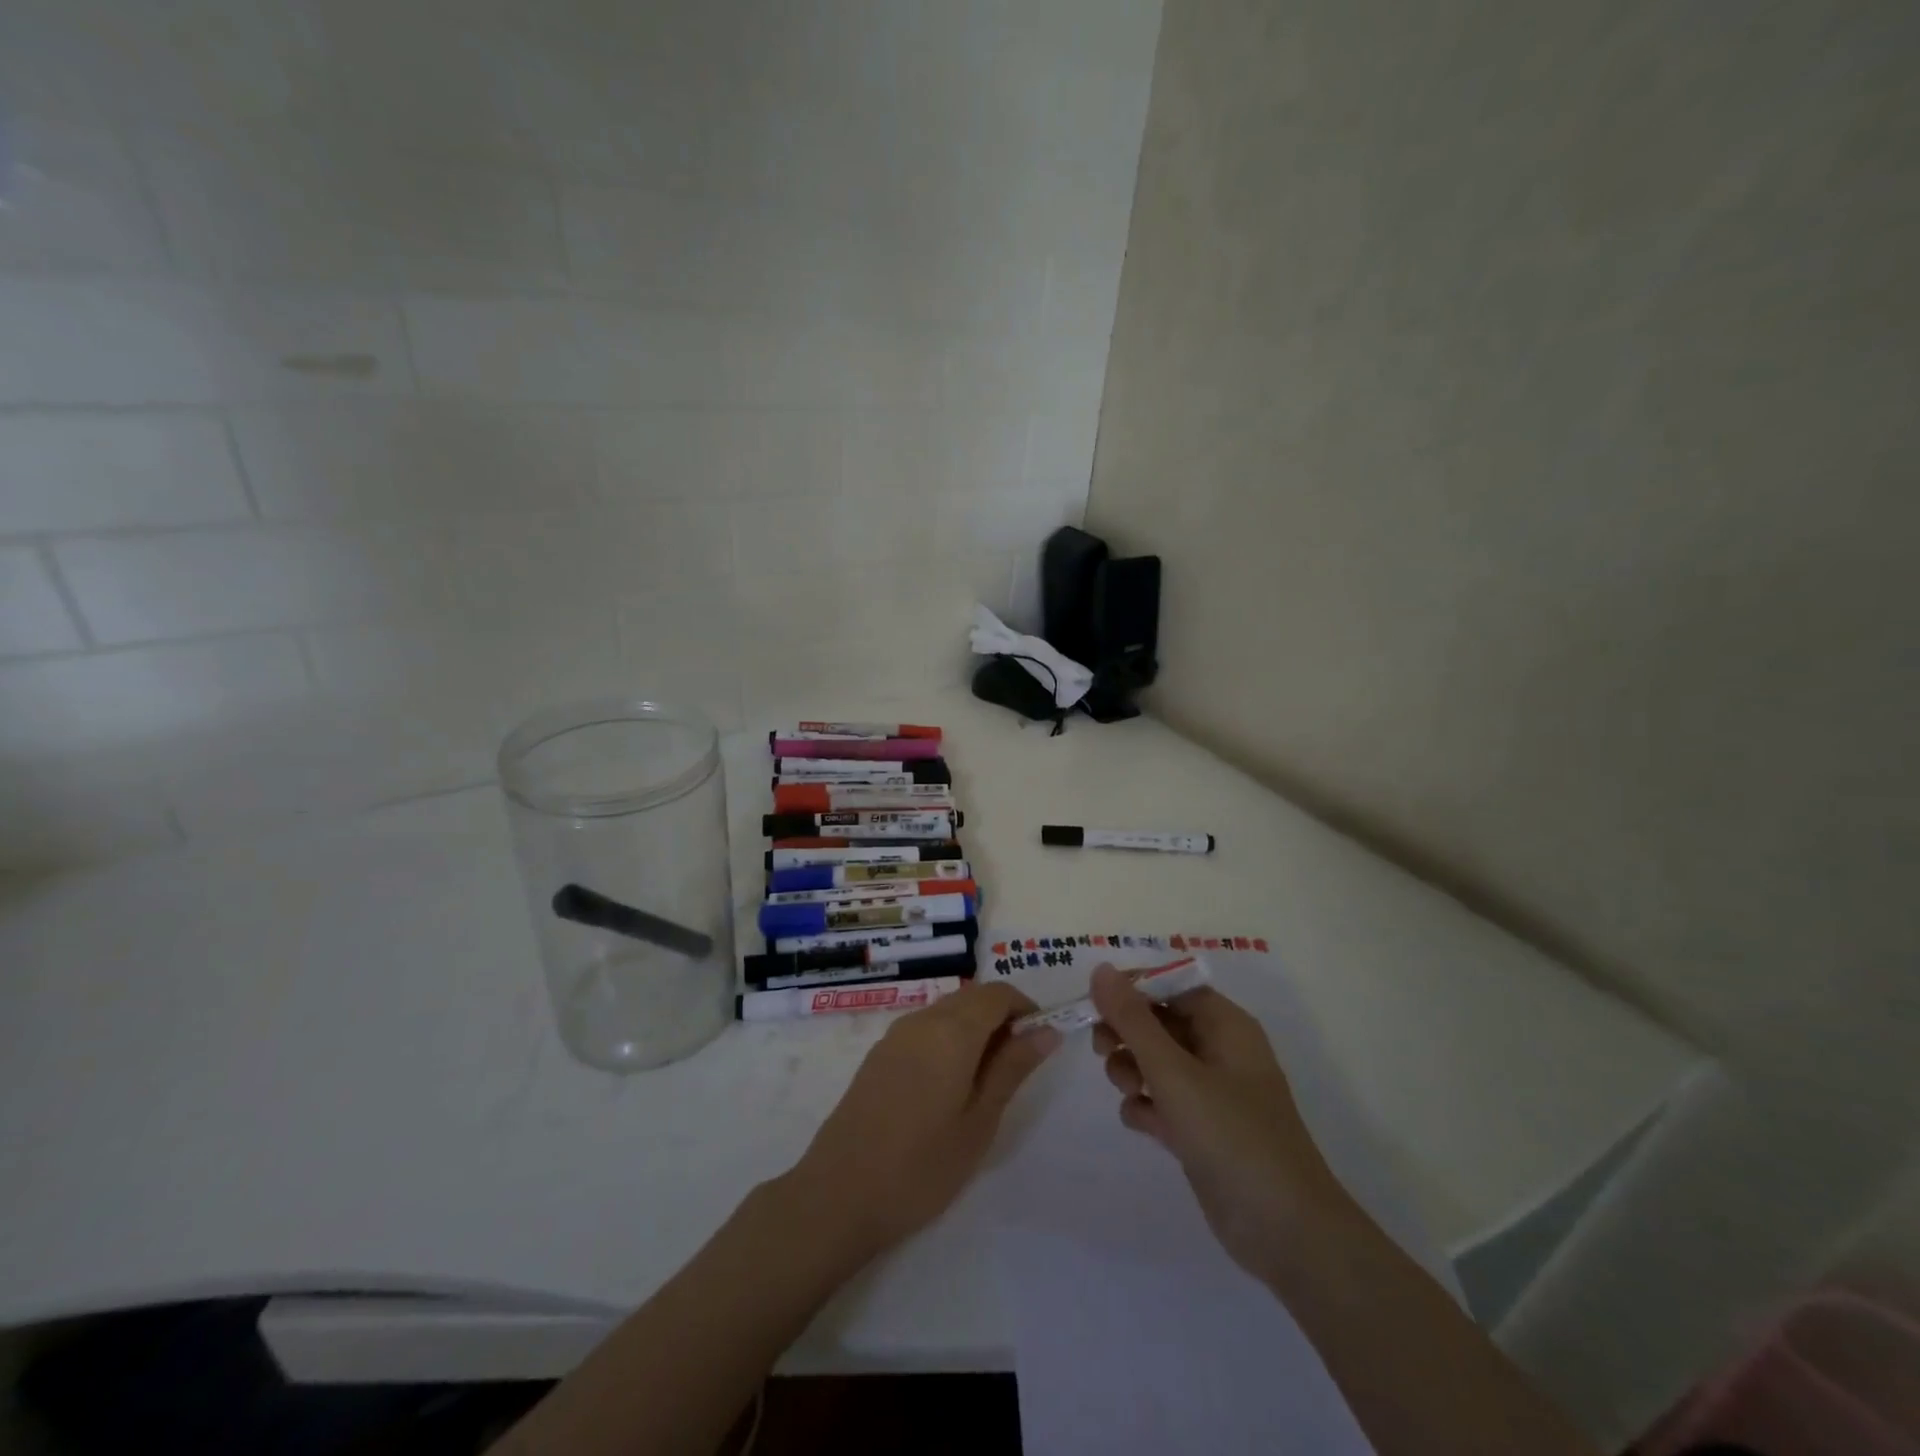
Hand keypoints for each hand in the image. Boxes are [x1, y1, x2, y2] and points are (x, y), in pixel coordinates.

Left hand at [785, 981, 1060, 1264]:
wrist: (839, 1194)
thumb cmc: (922, 1165)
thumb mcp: (980, 1121)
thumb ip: (1013, 1068)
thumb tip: (1047, 1030)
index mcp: (952, 1030)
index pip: (998, 993)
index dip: (1025, 1008)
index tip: (1040, 1043)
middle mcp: (923, 1019)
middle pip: (972, 997)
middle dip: (1001, 1018)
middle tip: (1017, 1067)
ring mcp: (895, 1035)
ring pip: (947, 1011)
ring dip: (974, 1029)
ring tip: (986, 1082)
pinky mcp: (879, 1054)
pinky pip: (925, 1029)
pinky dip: (948, 1040)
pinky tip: (948, 1087)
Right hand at [1089, 965, 1350, 1284]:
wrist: (1286, 1233)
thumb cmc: (1232, 1136)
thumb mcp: (1174, 1073)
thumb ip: (1133, 1020)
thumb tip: (1101, 969)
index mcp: (1225, 1025)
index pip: (1170, 984)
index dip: (1131, 988)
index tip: (1095, 1003)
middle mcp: (1220, 1050)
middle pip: (1160, 1021)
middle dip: (1126, 1031)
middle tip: (1102, 1048)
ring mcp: (1212, 1092)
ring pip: (1157, 1061)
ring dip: (1131, 1067)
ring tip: (1126, 1089)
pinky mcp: (1203, 1130)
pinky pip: (1162, 1100)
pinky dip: (1145, 1105)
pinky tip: (1139, 1121)